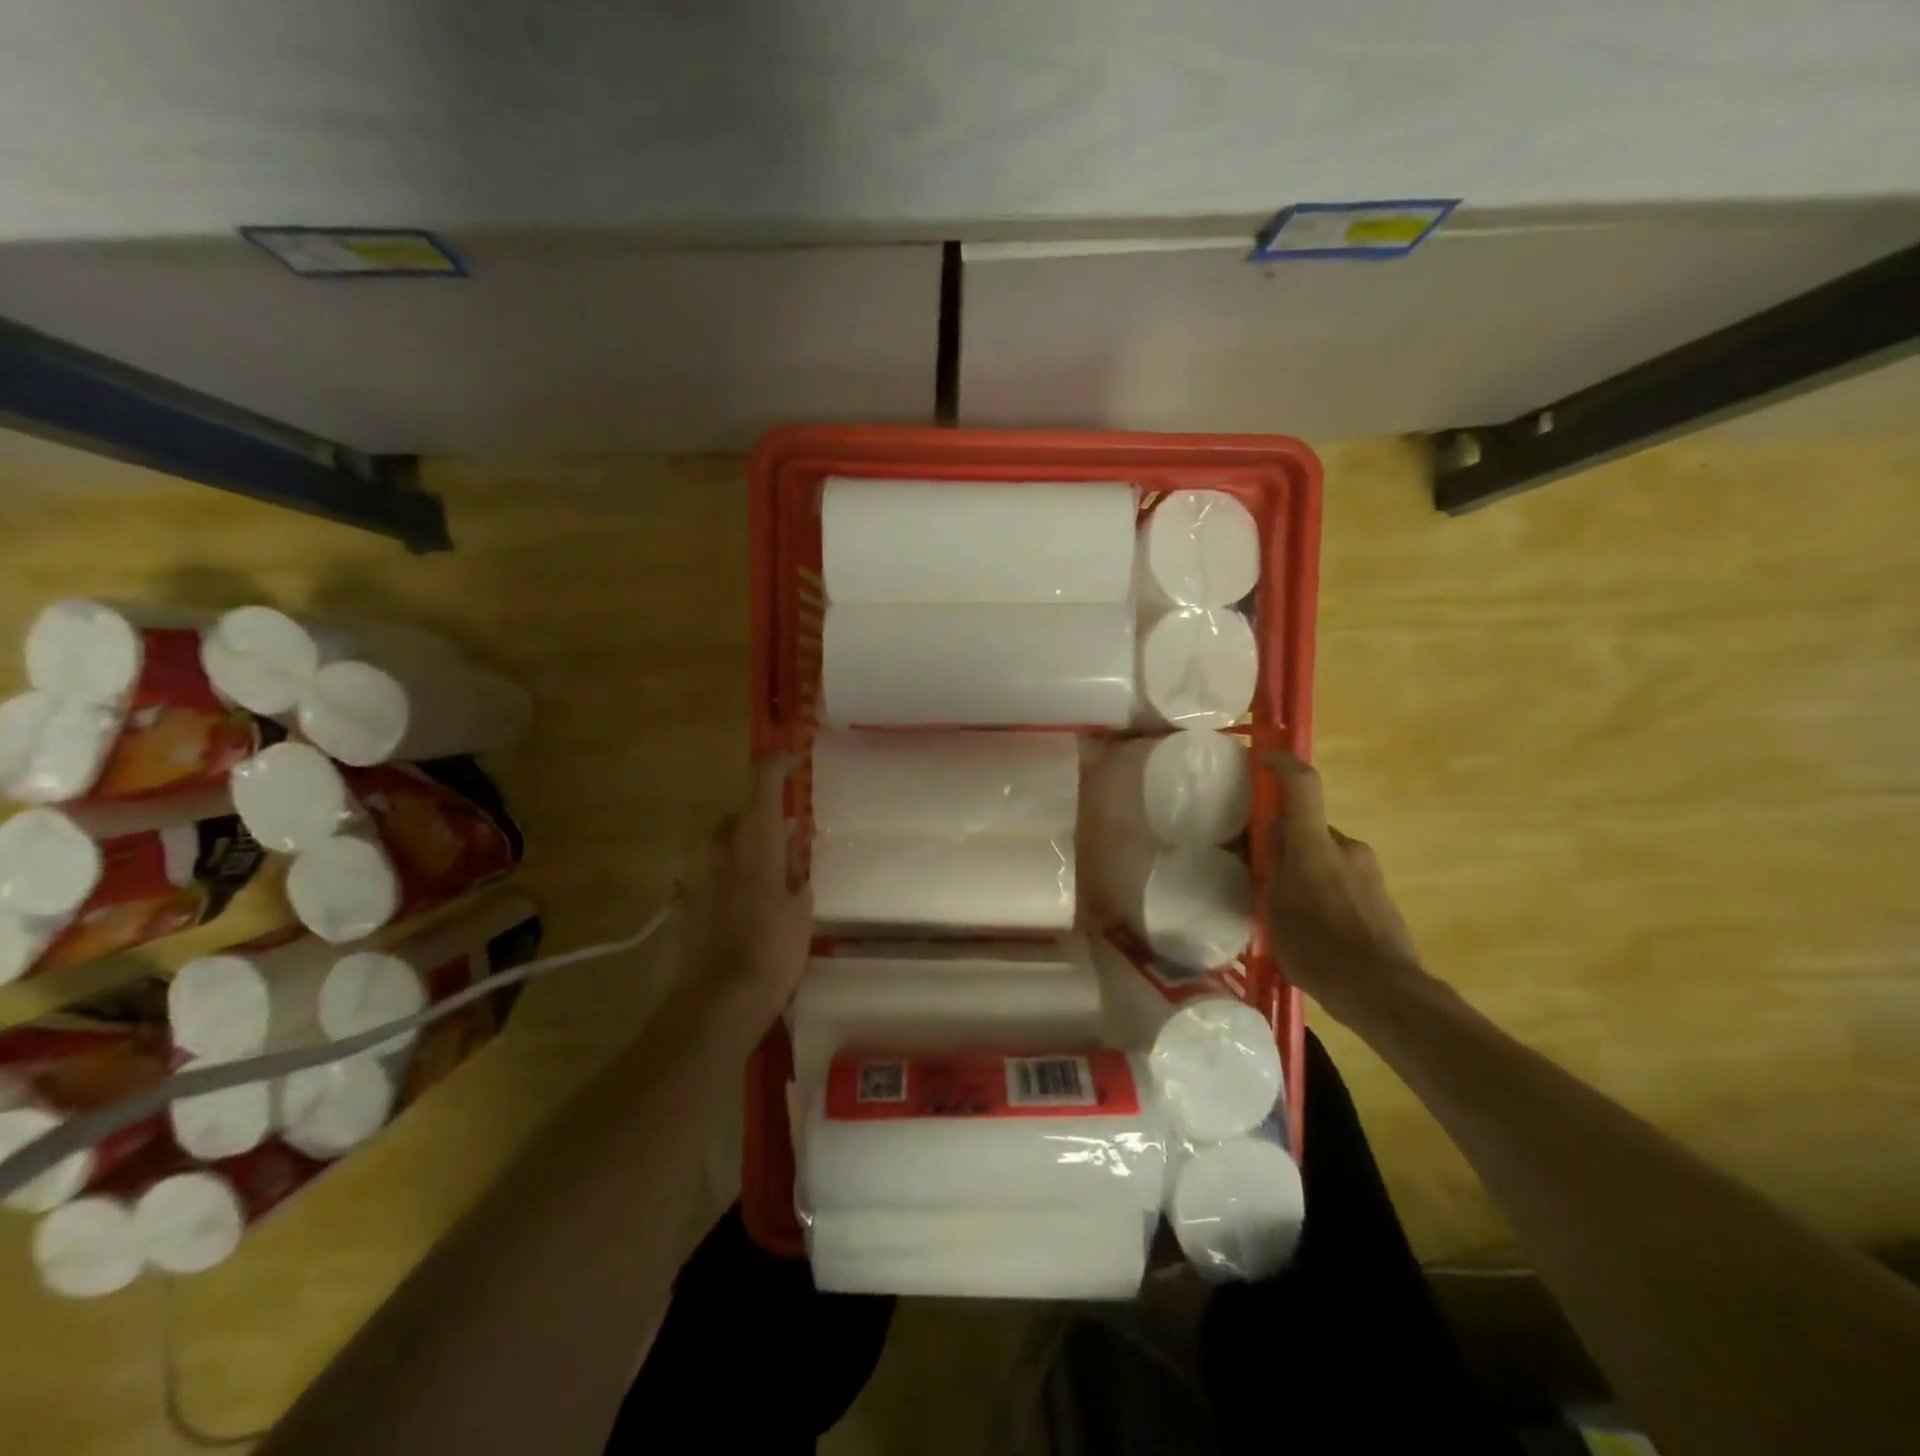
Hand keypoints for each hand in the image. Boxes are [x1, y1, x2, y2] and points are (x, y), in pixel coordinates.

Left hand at [681, 755, 811, 1029]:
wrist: (719, 1002)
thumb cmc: (771, 950)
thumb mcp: (800, 909)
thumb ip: (797, 873)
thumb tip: (795, 850)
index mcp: (755, 842)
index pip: (762, 783)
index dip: (777, 763)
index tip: (793, 754)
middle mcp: (723, 851)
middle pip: (740, 817)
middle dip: (762, 817)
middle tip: (789, 836)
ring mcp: (702, 878)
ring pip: (725, 847)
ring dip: (748, 848)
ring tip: (775, 873)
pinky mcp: (690, 906)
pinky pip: (716, 878)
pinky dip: (734, 880)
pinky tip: (750, 906)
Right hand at [1263, 754, 1425, 1024]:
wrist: (1385, 993)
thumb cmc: (1319, 948)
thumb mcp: (1274, 909)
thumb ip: (1269, 869)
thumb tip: (1264, 842)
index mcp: (1314, 845)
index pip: (1302, 784)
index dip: (1281, 764)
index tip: (1262, 760)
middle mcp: (1346, 847)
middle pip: (1307, 826)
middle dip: (1282, 838)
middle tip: (1258, 865)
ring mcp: (1368, 871)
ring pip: (1324, 854)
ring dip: (1302, 866)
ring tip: (1282, 904)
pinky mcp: (1380, 896)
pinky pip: (1341, 877)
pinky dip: (1322, 887)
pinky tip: (1311, 924)